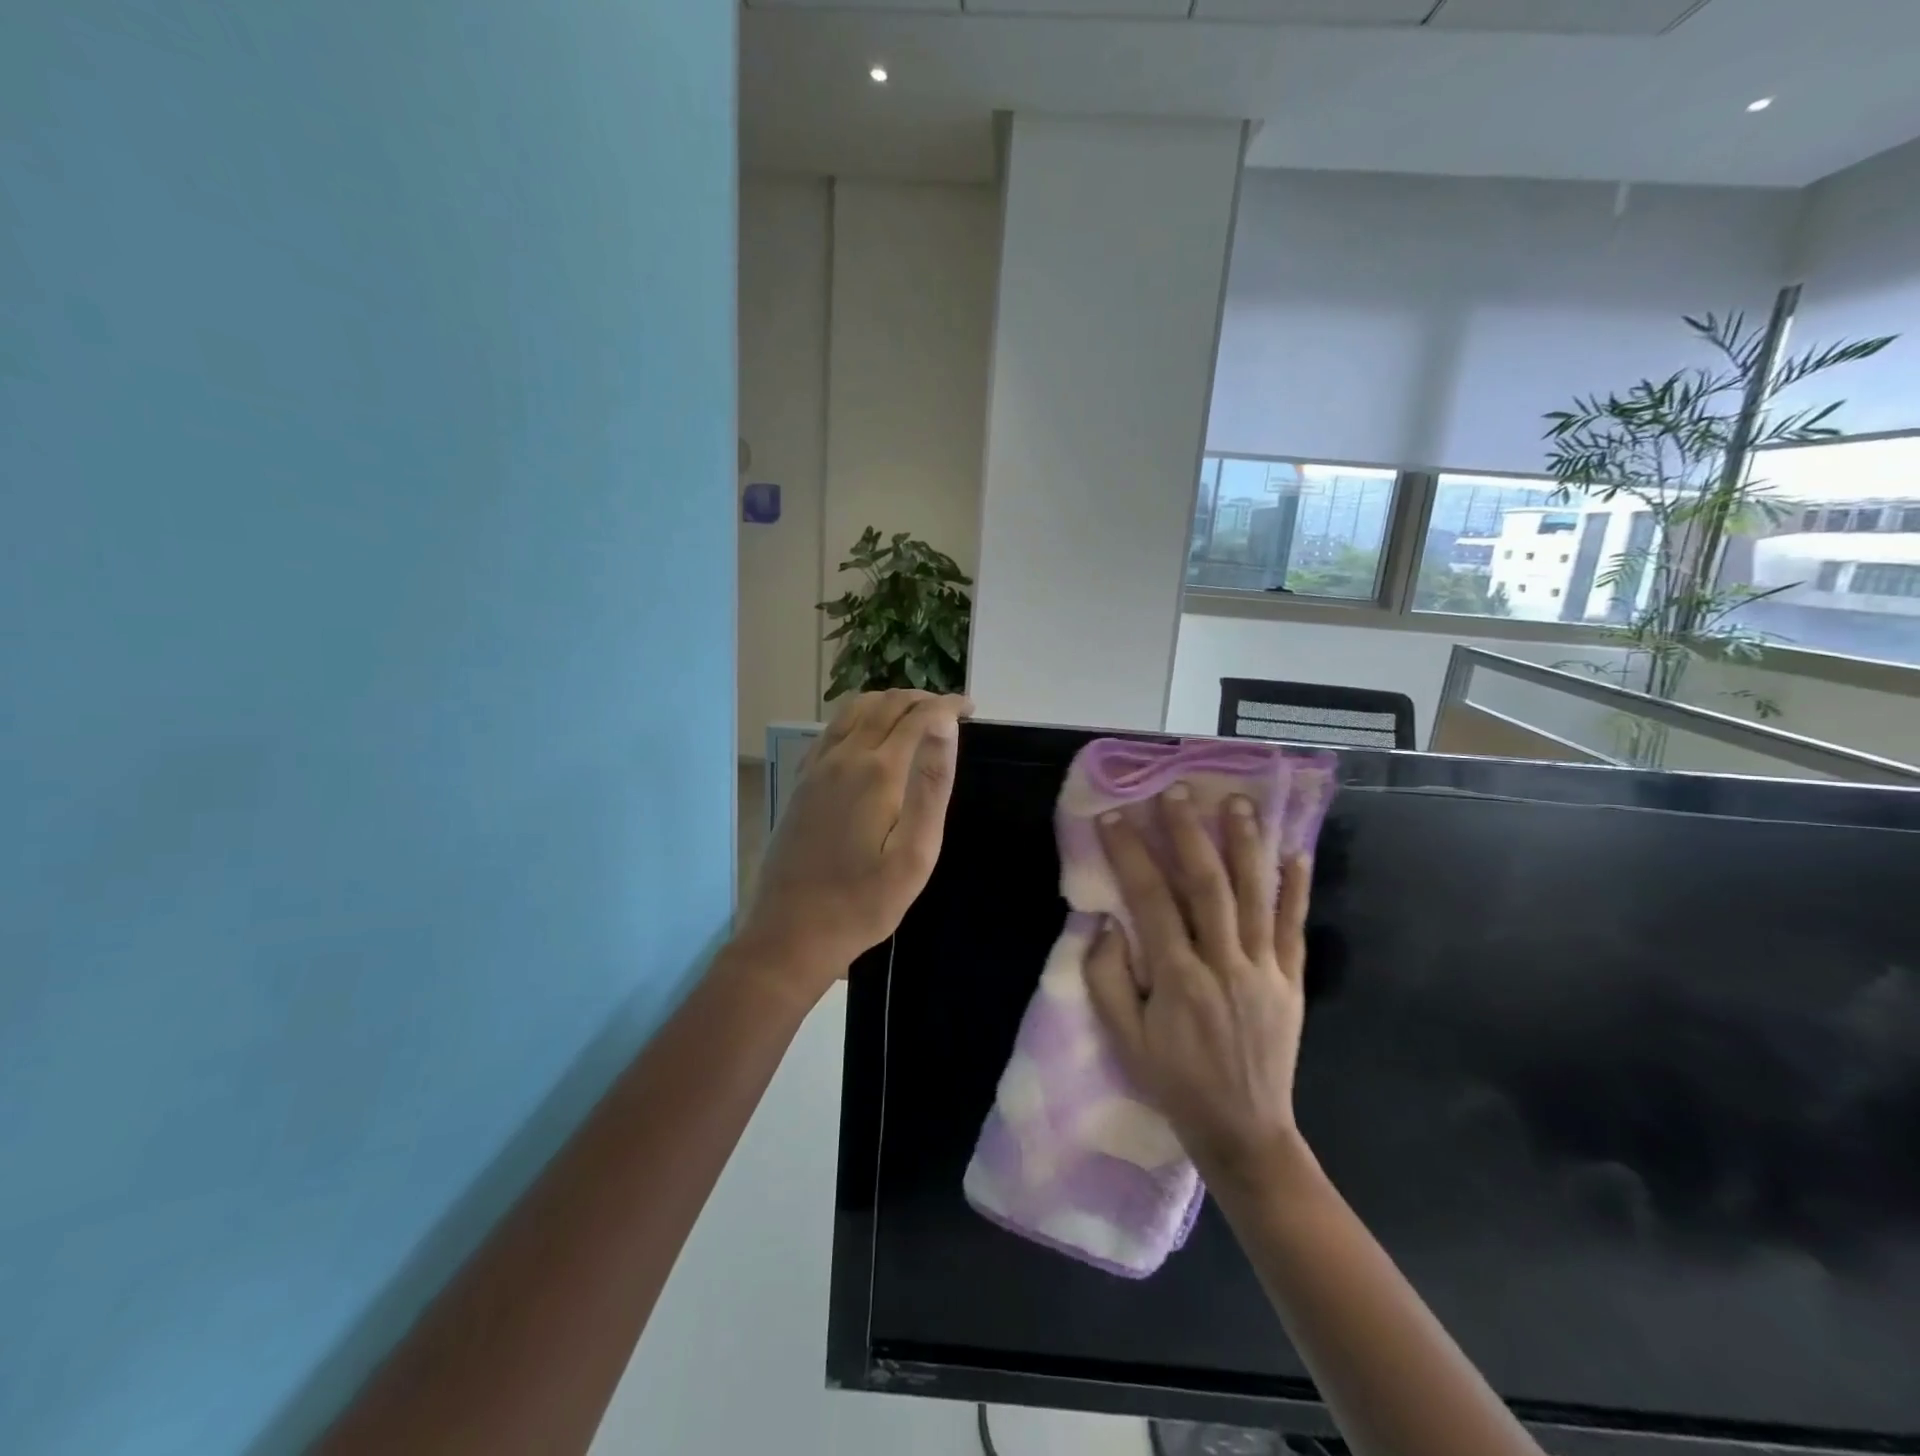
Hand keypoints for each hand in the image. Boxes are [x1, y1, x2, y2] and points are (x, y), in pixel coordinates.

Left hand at [737, 690, 971, 1002]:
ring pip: (854, 711)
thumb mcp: (915, 854)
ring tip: (915, 716)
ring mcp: (816, 768)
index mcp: (878, 772)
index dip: (948, 706)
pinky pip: (831, 731)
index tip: (972, 709)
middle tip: (950, 712)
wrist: (792, 932)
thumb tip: (944, 726)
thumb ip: (931, 785)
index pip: (919, 716)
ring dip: (889, 703)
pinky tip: (869, 737)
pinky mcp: (802, 783)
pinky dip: (858, 718)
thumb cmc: (864, 902)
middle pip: (885, 705)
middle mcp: (844, 757)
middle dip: (921, 699)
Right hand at [1082, 786, 1313, 1196]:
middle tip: (1176, 792)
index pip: (1151, 901)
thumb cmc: (1175, 1083)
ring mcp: (1264, 971)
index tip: (1114, 818)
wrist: (1244, 1132)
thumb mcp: (1125, 1040)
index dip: (1131, 855)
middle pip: (1207, 886)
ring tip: (1237, 802)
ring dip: (1245, 845)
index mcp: (1179, 980)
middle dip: (1189, 834)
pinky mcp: (1291, 980)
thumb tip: (1105, 923)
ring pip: (1255, 896)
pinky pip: (1293, 926)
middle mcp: (1224, 965)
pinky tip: (1296, 853)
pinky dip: (1295, 888)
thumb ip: (1108, 979)